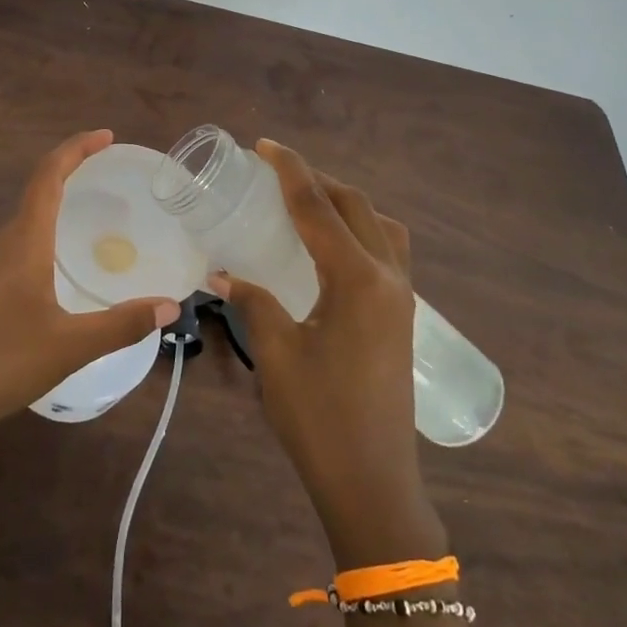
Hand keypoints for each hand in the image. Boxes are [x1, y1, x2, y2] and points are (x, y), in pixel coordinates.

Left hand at [0, 130, 180, 435]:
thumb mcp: (69, 346)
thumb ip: (121, 325)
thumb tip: (170, 307)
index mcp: (23, 243)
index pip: (48, 177)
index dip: (75, 149)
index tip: (106, 137)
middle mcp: (3, 244)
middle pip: (37, 190)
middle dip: (71, 171)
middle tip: (111, 174)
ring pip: (27, 219)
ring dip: (57, 202)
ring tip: (93, 212)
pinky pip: (20, 244)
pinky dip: (47, 233)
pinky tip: (62, 264)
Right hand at [212, 140, 442, 566]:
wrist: (373, 481)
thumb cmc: (320, 418)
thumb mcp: (277, 354)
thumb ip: (253, 302)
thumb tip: (223, 274)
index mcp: (357, 280)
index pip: (318, 208)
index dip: (290, 171)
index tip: (265, 145)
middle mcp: (388, 277)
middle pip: (355, 206)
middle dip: (318, 180)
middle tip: (277, 171)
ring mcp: (402, 297)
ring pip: (380, 226)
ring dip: (345, 203)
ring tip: (308, 203)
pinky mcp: (402, 316)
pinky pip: (387, 252)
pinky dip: (360, 231)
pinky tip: (332, 248)